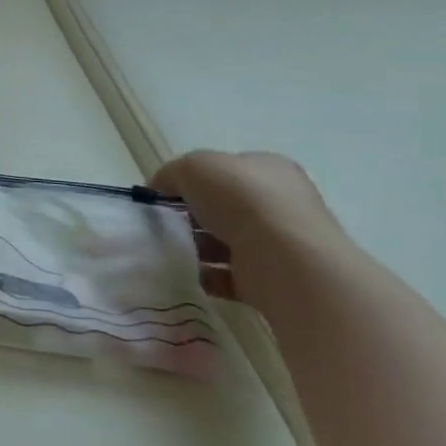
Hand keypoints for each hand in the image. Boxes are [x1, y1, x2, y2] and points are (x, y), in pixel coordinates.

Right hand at [151, 150, 347, 268]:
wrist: (286, 261)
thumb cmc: (242, 200)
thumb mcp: (193, 166)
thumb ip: (171, 173)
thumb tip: (159, 189)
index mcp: (268, 170)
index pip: (224, 170)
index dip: (190, 180)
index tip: (163, 195)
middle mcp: (279, 204)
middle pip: (222, 207)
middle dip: (190, 216)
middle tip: (163, 224)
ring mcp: (278, 243)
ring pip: (223, 242)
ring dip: (195, 247)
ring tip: (170, 251)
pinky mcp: (271, 278)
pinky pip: (228, 275)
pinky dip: (205, 275)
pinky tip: (186, 273)